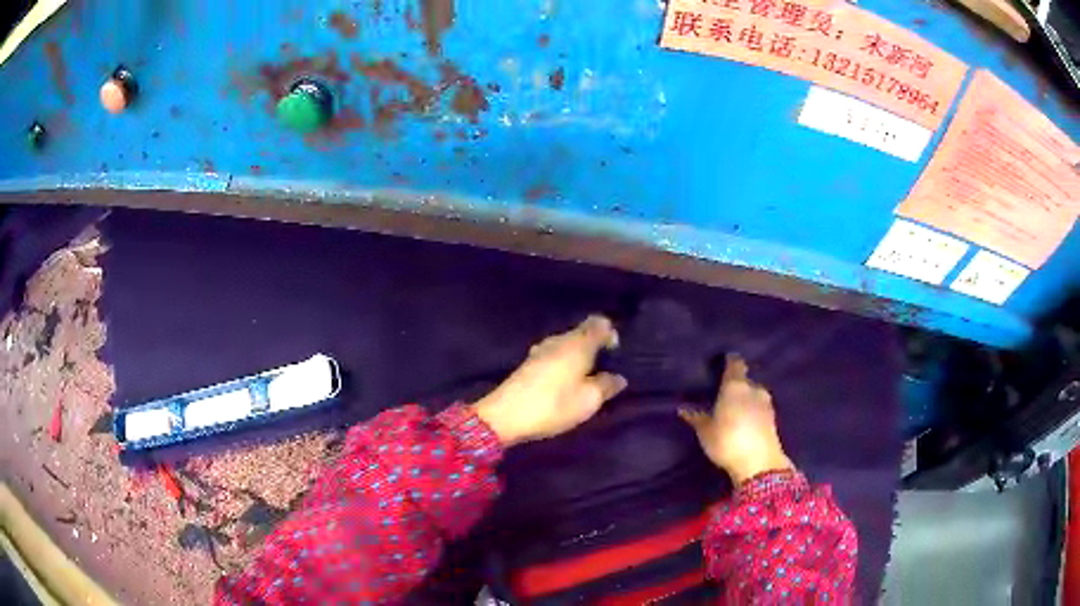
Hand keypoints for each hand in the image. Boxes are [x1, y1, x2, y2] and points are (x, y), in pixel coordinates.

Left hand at [473, 316, 626, 445]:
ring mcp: (540, 350)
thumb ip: (606, 386)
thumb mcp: (588, 400)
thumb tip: (618, 377)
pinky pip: (555, 355)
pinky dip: (564, 364)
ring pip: (567, 345)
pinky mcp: (529, 363)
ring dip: (579, 357)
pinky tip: (565, 383)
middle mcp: (559, 340)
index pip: (599, 323)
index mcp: (577, 343)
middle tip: (604, 370)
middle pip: (582, 333)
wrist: (505, 415)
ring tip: (586, 378)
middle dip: (595, 347)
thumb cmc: (553, 405)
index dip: (611, 333)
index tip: (615, 353)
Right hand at [679, 354, 792, 484]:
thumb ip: (696, 418)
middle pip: (745, 380)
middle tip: (724, 393)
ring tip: (734, 409)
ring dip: (746, 400)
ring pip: (754, 395)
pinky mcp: (773, 419)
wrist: (759, 463)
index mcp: (735, 385)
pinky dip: (753, 412)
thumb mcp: (706, 431)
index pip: (735, 364)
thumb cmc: (727, 440)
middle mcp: (754, 388)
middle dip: (736, 385)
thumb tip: (683, 408)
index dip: (730, 361)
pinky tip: (745, 422)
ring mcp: (767, 403)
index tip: (724, 361)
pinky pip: (760, 409)